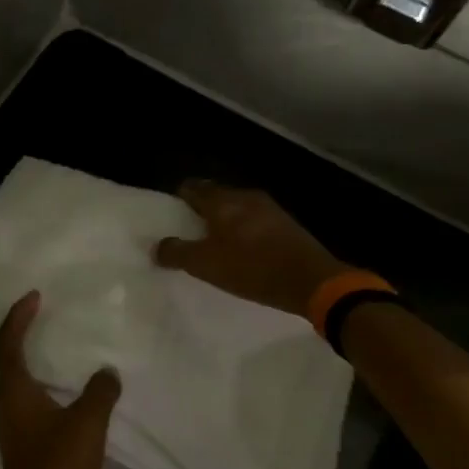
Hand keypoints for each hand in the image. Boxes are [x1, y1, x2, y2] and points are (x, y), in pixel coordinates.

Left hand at [0, 292, 120, 468]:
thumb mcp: (86, 425)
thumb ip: (99, 393)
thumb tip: (107, 372)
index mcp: (16, 396)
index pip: (7, 345)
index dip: (17, 318)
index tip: (34, 297)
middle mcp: (10, 410)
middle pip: (10, 363)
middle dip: (25, 336)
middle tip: (49, 318)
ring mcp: (18, 433)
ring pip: (24, 388)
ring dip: (39, 366)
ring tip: (66, 352)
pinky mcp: (31, 453)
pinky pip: (38, 409)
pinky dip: (52, 393)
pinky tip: (77, 397)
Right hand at [153, 181, 347, 319]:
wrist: (311, 280)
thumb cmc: (252, 268)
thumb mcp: (206, 265)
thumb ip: (177, 253)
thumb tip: (157, 246)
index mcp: (222, 201)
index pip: (192, 188)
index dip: (179, 199)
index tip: (171, 215)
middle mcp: (245, 196)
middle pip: (215, 196)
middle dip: (201, 210)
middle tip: (189, 232)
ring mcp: (269, 209)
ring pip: (237, 208)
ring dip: (224, 222)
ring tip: (214, 244)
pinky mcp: (286, 225)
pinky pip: (255, 221)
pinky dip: (243, 231)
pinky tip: (242, 251)